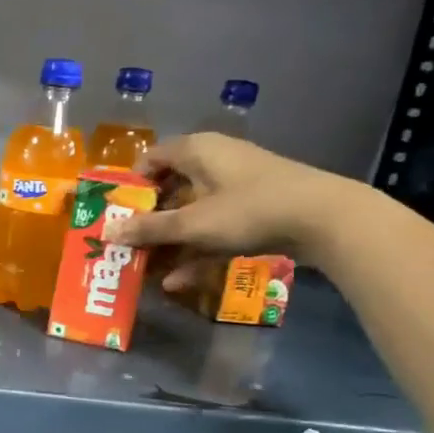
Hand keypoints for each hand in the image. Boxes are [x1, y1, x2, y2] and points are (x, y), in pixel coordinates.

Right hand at [100, 133, 365, 277]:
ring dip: (170, 242)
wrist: (327, 219)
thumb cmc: (249, 210)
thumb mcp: (193, 224)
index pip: (150, 159)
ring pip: (192, 213)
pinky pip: (215, 227)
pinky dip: (197, 250)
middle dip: (147, 222)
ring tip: (147, 270)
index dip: (130, 186)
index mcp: (196, 150)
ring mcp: (237, 186)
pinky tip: (179, 282)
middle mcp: (214, 161)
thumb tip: (107, 232)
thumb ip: (149, 229)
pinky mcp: (255, 209)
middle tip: (127, 247)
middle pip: (169, 190)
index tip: (116, 214)